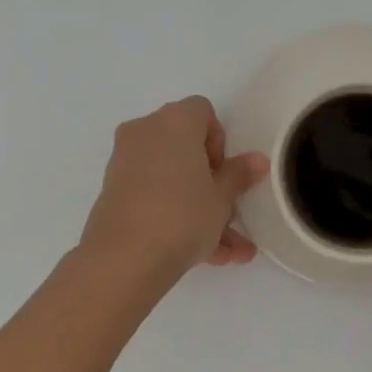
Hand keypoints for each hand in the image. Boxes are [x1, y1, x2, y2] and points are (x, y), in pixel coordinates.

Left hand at [79, 96, 268, 289]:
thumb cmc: (182, 215)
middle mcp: (145, 131)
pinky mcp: (113, 193)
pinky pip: (153, 196)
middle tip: (227, 211)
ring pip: (171, 178)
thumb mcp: (222, 198)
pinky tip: (206, 256)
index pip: (202, 112)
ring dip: (198, 207)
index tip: (223, 173)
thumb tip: (257, 160)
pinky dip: (174, 215)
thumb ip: (239, 175)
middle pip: (185, 146)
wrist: (123, 260)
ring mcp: (124, 162)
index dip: (219, 141)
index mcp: (174, 121)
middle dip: (210, 180)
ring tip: (228, 251)